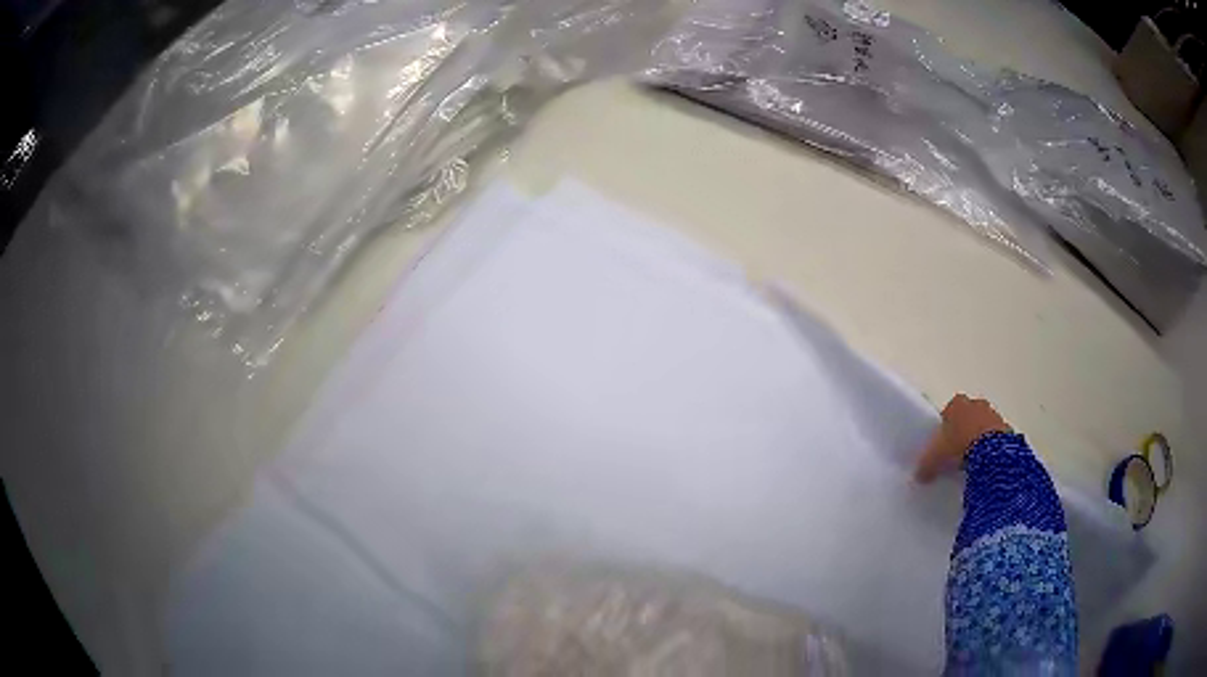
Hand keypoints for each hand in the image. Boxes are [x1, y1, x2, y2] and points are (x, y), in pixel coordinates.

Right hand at [914, 394, 1011, 482]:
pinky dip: (990, 449)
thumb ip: (925, 465)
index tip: (941, 448)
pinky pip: (995, 439)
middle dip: (962, 432)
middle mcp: (975, 404)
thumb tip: (920, 476)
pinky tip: (984, 465)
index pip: (947, 413)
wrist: (991, 453)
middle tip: (956, 455)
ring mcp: (993, 415)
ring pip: (982, 426)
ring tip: (971, 463)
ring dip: (978, 440)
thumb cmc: (958, 446)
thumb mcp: (934, 459)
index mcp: (956, 403)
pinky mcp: (1006, 429)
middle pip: (966, 418)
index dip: (943, 430)